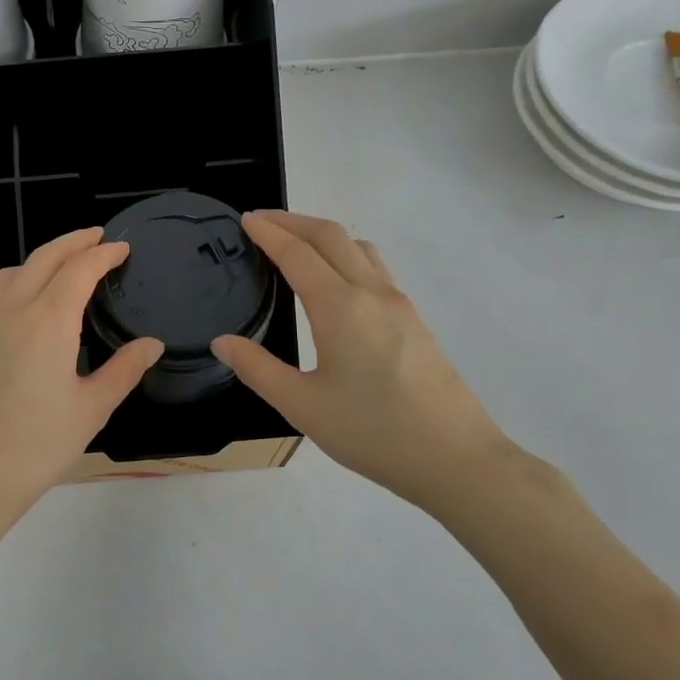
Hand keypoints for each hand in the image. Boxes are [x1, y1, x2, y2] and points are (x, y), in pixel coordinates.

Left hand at [0, 228, 162, 537]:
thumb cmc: (36, 447)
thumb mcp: (91, 410)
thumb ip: (124, 370)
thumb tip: (151, 344)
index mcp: (48, 321)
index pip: (78, 270)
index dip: (103, 254)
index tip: (122, 247)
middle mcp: (12, 311)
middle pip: (43, 258)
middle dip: (72, 242)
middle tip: (97, 238)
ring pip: (13, 272)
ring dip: (42, 258)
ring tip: (64, 267)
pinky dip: (19, 281)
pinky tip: (30, 305)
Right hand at [212, 210, 519, 512]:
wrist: (455, 459)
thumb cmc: (373, 432)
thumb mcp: (302, 406)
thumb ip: (258, 369)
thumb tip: (223, 342)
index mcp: (340, 308)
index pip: (297, 253)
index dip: (269, 232)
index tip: (245, 220)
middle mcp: (372, 293)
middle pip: (332, 235)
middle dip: (294, 221)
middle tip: (262, 222)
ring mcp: (400, 304)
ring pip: (359, 247)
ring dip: (324, 235)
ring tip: (296, 246)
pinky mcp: (415, 320)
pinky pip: (376, 268)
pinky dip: (346, 255)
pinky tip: (336, 283)